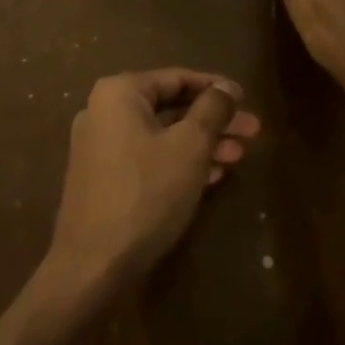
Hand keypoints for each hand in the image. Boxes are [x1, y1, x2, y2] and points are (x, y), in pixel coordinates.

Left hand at [48, 68, 260, 286]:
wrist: (92, 266)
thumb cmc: (146, 193)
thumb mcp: (190, 146)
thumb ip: (212, 109)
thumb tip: (226, 87)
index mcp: (119, 93)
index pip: (178, 78)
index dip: (216, 88)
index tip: (246, 100)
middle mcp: (104, 112)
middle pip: (171, 108)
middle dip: (214, 121)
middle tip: (252, 132)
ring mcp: (100, 147)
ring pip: (162, 135)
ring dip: (201, 143)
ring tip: (238, 157)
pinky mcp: (103, 180)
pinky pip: (148, 158)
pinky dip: (179, 162)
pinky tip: (211, 176)